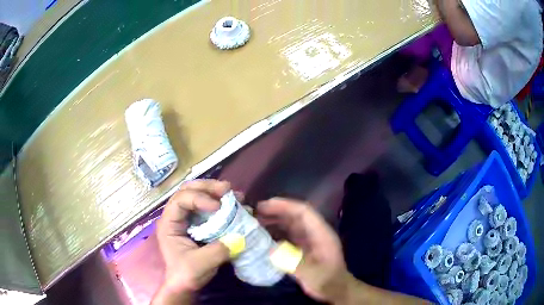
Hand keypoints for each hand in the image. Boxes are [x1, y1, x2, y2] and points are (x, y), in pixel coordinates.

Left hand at [152, 180, 230, 303]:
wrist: (185, 284)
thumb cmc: (186, 274)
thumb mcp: (201, 264)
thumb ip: (218, 250)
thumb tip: (239, 236)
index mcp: (169, 223)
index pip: (180, 200)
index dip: (199, 198)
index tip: (218, 207)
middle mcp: (175, 216)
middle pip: (187, 190)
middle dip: (207, 187)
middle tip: (227, 188)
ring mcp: (185, 219)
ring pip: (196, 194)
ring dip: (214, 192)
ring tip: (232, 193)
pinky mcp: (196, 224)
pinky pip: (206, 206)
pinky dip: (219, 202)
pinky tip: (232, 204)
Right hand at [257, 198, 355, 303]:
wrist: (337, 291)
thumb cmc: (328, 281)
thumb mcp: (312, 274)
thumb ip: (293, 262)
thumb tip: (272, 249)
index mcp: (322, 234)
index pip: (304, 212)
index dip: (285, 206)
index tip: (265, 205)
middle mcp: (315, 233)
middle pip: (296, 216)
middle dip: (276, 211)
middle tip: (255, 212)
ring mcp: (310, 240)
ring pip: (291, 224)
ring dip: (275, 220)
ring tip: (256, 221)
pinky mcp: (304, 248)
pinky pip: (289, 235)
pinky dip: (276, 233)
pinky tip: (264, 236)